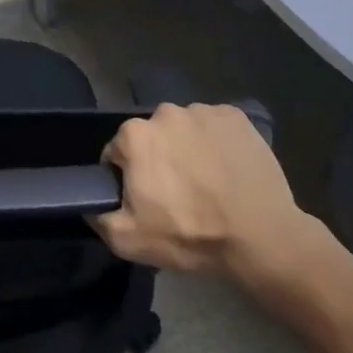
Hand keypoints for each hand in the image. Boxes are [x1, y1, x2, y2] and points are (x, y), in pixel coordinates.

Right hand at [91, 103, 322, 295]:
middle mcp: (165, 112)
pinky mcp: (235, 116)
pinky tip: (228, 170)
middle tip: (179, 193)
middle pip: (152, 136)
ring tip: (208, 182)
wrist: (261, 238)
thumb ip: (98, 216)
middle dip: (159, 159)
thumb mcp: (129, 241)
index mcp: (135, 135)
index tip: (147, 199)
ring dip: (188, 148)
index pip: (118, 152)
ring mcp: (203, 111)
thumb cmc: (191, 236)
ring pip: (184, 129)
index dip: (129, 177)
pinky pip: (215, 126)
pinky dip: (217, 143)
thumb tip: (90, 202)